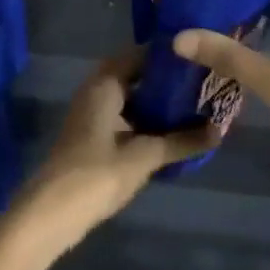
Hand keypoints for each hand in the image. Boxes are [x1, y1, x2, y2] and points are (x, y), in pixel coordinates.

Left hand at [6, 49, 218, 258]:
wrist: (50, 215)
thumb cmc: (96, 175)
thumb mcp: (144, 156)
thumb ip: (181, 141)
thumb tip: (220, 130)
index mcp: (104, 86)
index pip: (139, 54)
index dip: (168, 55)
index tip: (199, 56)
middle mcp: (95, 93)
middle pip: (134, 76)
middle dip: (165, 80)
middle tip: (201, 83)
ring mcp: (91, 117)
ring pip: (129, 99)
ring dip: (155, 103)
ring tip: (192, 106)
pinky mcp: (91, 139)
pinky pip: (123, 119)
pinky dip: (144, 122)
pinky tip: (169, 134)